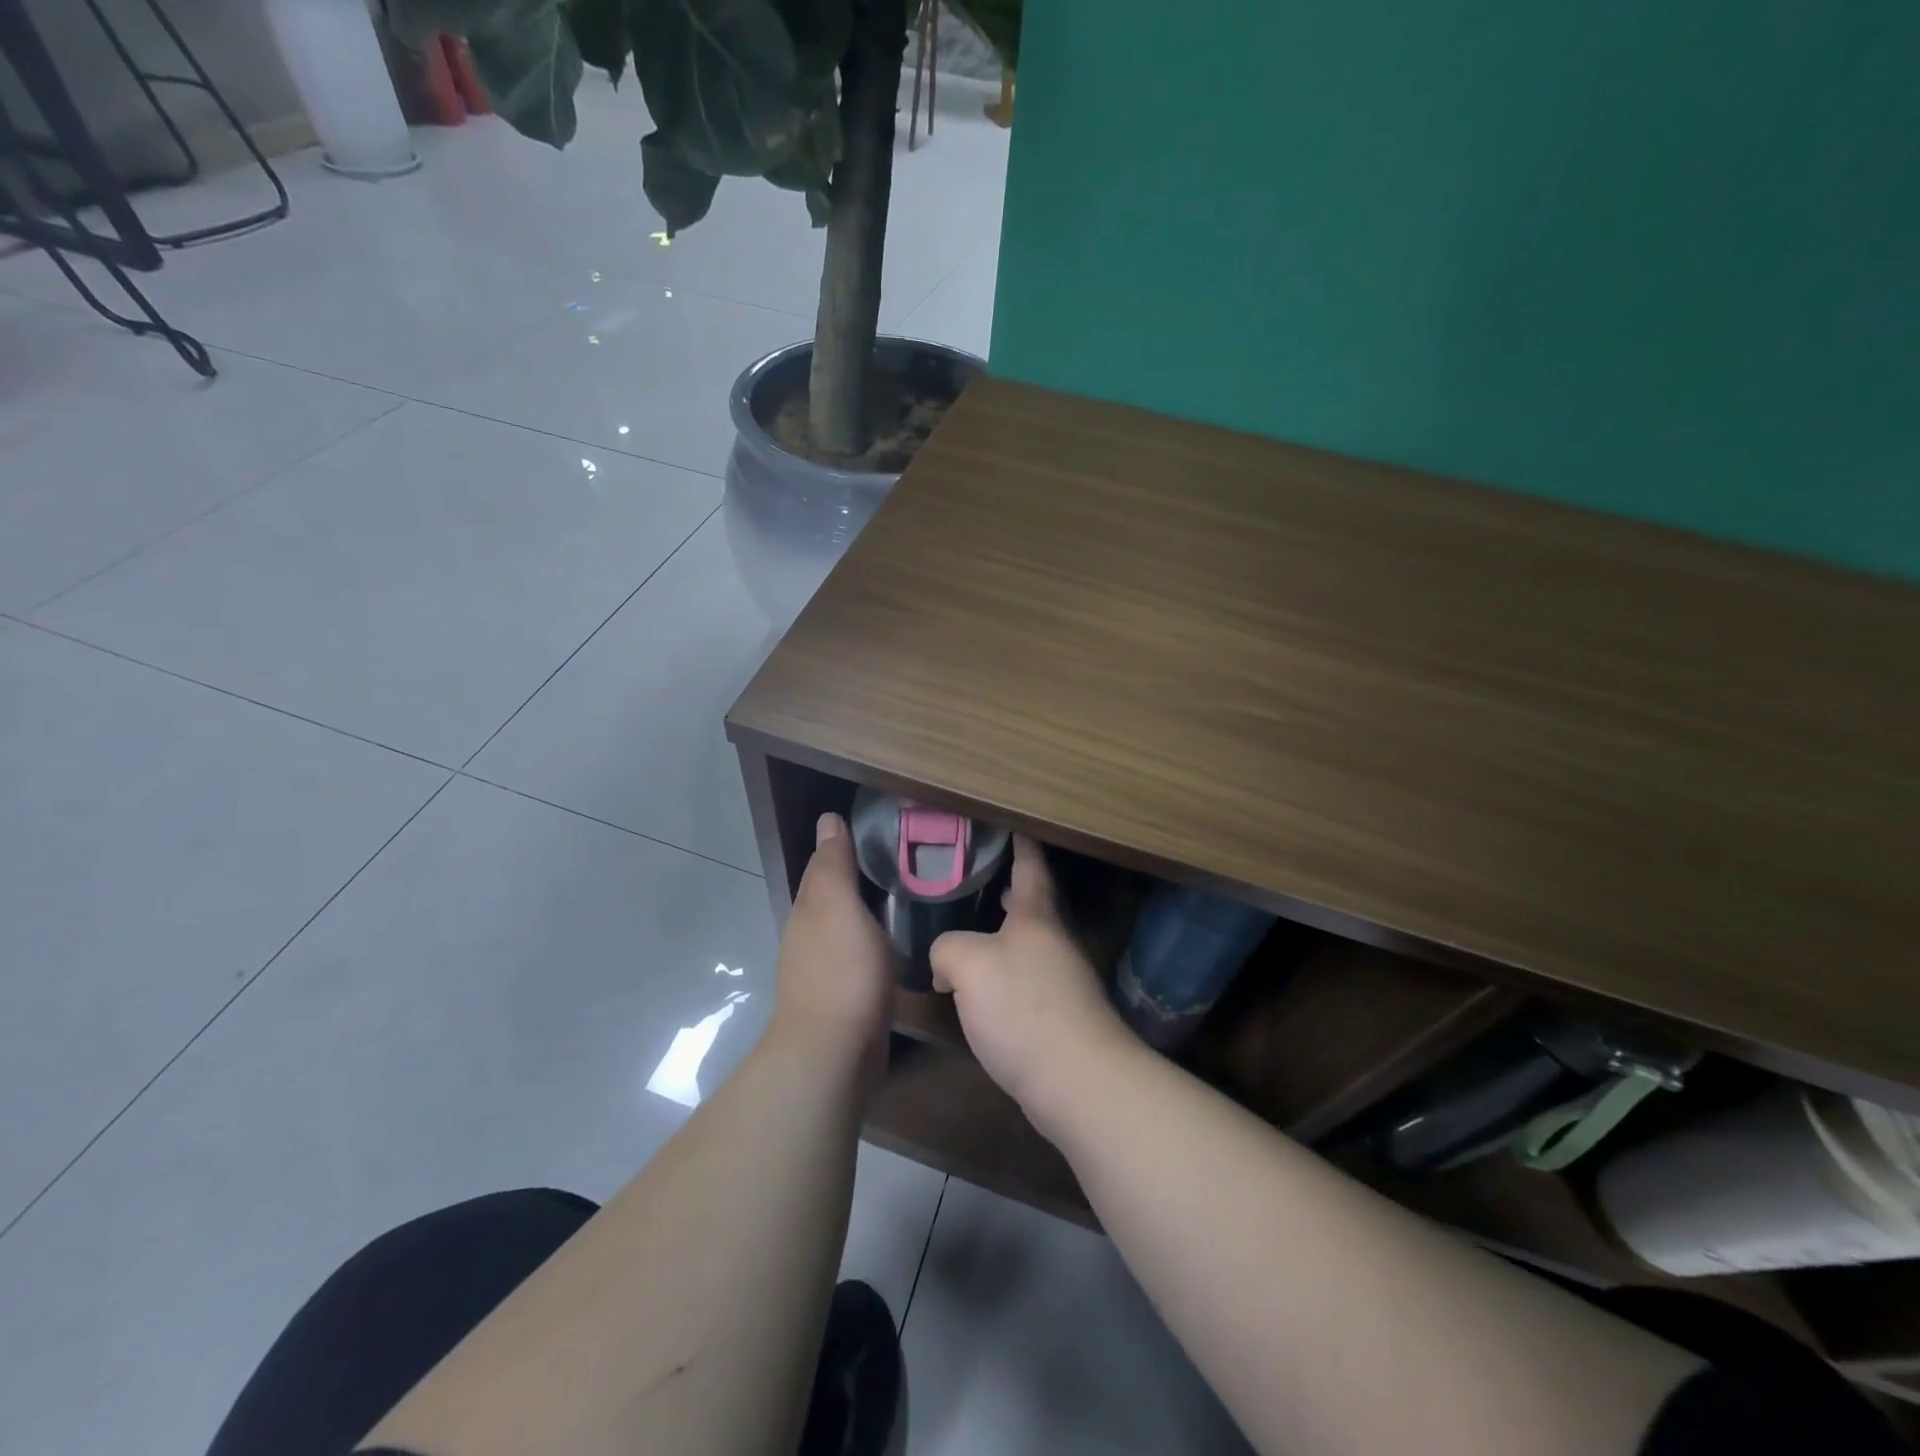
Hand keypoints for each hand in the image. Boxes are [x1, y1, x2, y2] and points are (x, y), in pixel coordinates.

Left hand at [772, 813, 893, 1089]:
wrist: (833, 1052)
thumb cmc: (842, 971)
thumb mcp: (839, 907)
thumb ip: (834, 865)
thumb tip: (827, 819)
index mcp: (810, 909)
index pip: (823, 865)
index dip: (842, 845)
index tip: (874, 828)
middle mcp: (810, 934)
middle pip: (832, 895)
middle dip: (855, 877)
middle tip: (897, 859)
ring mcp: (823, 967)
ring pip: (844, 926)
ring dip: (864, 910)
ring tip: (902, 895)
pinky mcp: (843, 995)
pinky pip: (857, 955)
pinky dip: (871, 941)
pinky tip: (892, 943)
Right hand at [930, 836, 1136, 1134]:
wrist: (1077, 1081)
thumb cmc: (1024, 1008)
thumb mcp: (968, 964)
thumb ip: (947, 948)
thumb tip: (944, 963)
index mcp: (1036, 917)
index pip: (1029, 866)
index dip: (1020, 843)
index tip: (1012, 823)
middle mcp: (1053, 941)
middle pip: (1030, 904)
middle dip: (1006, 889)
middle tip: (974, 876)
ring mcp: (1061, 980)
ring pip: (1026, 944)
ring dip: (1000, 934)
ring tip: (966, 930)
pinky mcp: (1058, 1017)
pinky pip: (1024, 980)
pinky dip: (1001, 973)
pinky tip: (977, 989)